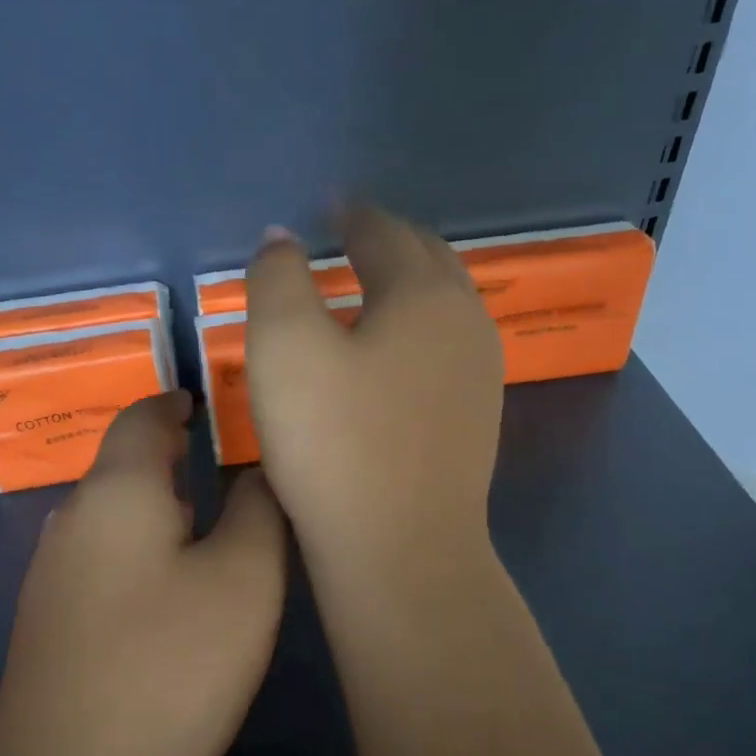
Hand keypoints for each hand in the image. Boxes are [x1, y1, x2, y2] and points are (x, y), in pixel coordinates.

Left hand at [0, 391, 287, 755]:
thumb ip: (259, 508)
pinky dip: (141, 551)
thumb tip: (255, 469)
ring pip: (114, 516)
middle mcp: (72, 518)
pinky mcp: (49, 622)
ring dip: (159, 508)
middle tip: (230, 467)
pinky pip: (102, 559)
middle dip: (175, 458)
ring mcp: (52, 573)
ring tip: (210, 524)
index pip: (142, 417)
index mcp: (116, 489)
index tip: (212, 403)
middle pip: (125, 465)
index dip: (177, 402)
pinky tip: (169, 592)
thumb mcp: (244, 579)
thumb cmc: (169, 666)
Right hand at [245, 205, 501, 582]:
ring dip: (403, 284)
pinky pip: (441, 348)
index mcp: (423, 294)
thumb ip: (277, 279)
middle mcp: (464, 322)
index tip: (328, 206)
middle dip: (387, 240)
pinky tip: (386, 353)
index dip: (350, 214)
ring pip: (440, 305)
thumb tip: (282, 238)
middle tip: (348, 235)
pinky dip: (411, 329)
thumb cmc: (334, 441)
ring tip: (364, 286)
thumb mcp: (283, 347)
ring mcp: (478, 374)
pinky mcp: (472, 418)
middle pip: (426, 260)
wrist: (400, 549)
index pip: (384, 232)